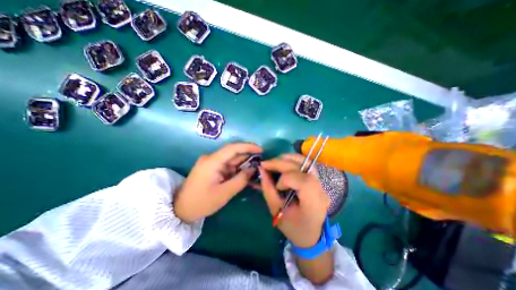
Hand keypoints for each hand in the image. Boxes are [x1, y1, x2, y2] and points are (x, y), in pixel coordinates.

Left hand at [174, 143, 261, 222]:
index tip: (261, 150)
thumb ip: (241, 179)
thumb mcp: (225, 193)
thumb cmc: (202, 202)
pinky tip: (245, 174)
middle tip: (262, 163)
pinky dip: (237, 170)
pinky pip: (227, 166)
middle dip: (248, 157)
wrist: (180, 210)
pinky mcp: (211, 168)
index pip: (233, 148)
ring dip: (243, 164)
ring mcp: (210, 163)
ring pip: (231, 160)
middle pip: (233, 154)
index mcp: (212, 161)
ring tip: (256, 169)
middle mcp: (211, 158)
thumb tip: (253, 169)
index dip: (248, 147)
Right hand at [261, 156, 328, 247]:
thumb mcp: (276, 212)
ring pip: (306, 161)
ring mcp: (321, 183)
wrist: (312, 235)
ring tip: (274, 162)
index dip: (286, 179)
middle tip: (265, 164)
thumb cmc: (294, 228)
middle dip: (281, 163)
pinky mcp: (318, 179)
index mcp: (313, 204)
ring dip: (287, 158)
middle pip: (303, 167)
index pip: (304, 182)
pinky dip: (292, 161)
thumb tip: (261, 170)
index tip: (277, 186)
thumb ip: (268, 189)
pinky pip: (305, 164)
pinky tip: (283, 163)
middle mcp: (321, 190)